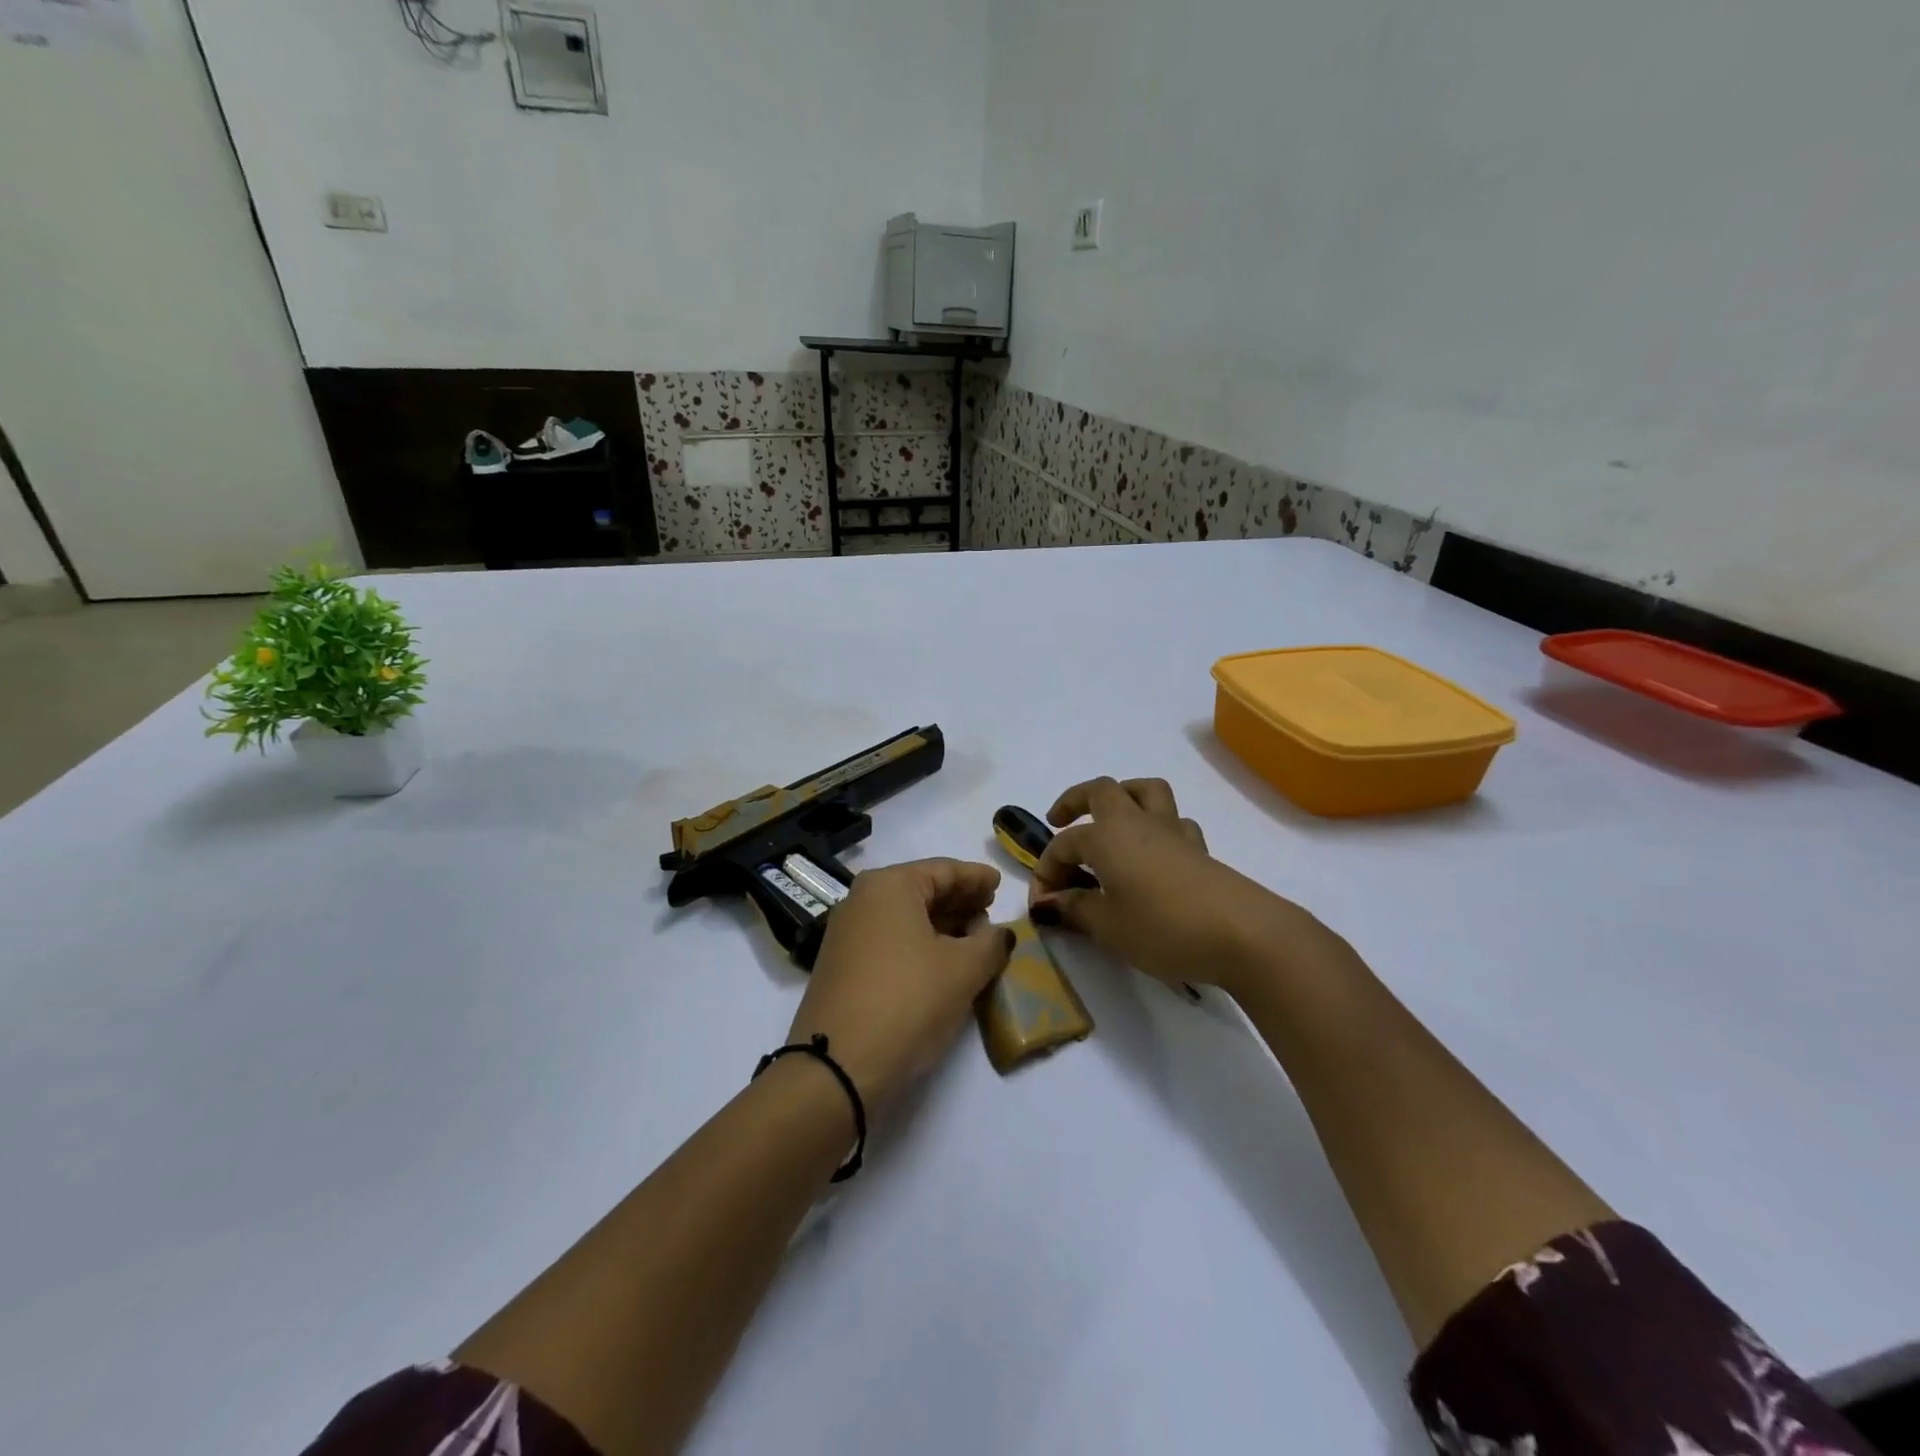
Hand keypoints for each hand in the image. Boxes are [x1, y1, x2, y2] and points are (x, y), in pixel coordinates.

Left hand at [788, 859, 1014, 1112]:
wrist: (836, 1066)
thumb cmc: (908, 1000)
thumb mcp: (963, 970)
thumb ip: (990, 943)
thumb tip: (999, 933)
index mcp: (889, 886)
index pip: (944, 870)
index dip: (976, 877)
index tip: (999, 883)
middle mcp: (862, 900)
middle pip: (922, 890)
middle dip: (959, 900)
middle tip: (991, 910)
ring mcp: (847, 933)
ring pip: (905, 917)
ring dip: (942, 925)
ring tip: (974, 938)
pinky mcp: (841, 966)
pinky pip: (890, 940)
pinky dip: (919, 943)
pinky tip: (942, 961)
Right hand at [1030, 777, 1324, 995]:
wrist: (1243, 934)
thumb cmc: (1163, 927)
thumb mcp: (1108, 926)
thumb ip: (1074, 910)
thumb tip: (1048, 903)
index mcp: (1107, 836)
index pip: (1063, 846)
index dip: (1045, 872)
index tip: (1041, 906)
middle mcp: (1137, 822)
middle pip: (1102, 790)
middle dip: (1075, 801)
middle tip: (1059, 821)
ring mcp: (1173, 832)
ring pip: (1146, 791)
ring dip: (1123, 797)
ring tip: (1110, 823)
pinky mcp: (1200, 850)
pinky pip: (1174, 822)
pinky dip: (1158, 828)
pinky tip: (1154, 854)